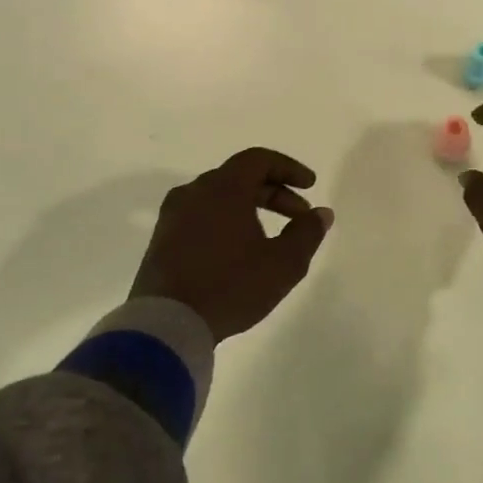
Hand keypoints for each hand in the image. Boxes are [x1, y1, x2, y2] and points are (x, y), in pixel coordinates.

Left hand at [130, 148, 334, 339]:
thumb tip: (321, 213)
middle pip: (239, 177)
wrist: (167, 323)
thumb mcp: (283, 263)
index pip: (258, 159)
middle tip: (299, 216)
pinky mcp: (162, 239)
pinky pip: (201, 217)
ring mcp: (173, 216)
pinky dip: (226, 222)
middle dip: (274, 193)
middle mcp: (194, 192)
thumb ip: (307, 233)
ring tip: (271, 236)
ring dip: (250, 208)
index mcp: (223, 188)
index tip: (310, 186)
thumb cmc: (231, 286)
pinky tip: (239, 251)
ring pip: (218, 198)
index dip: (288, 168)